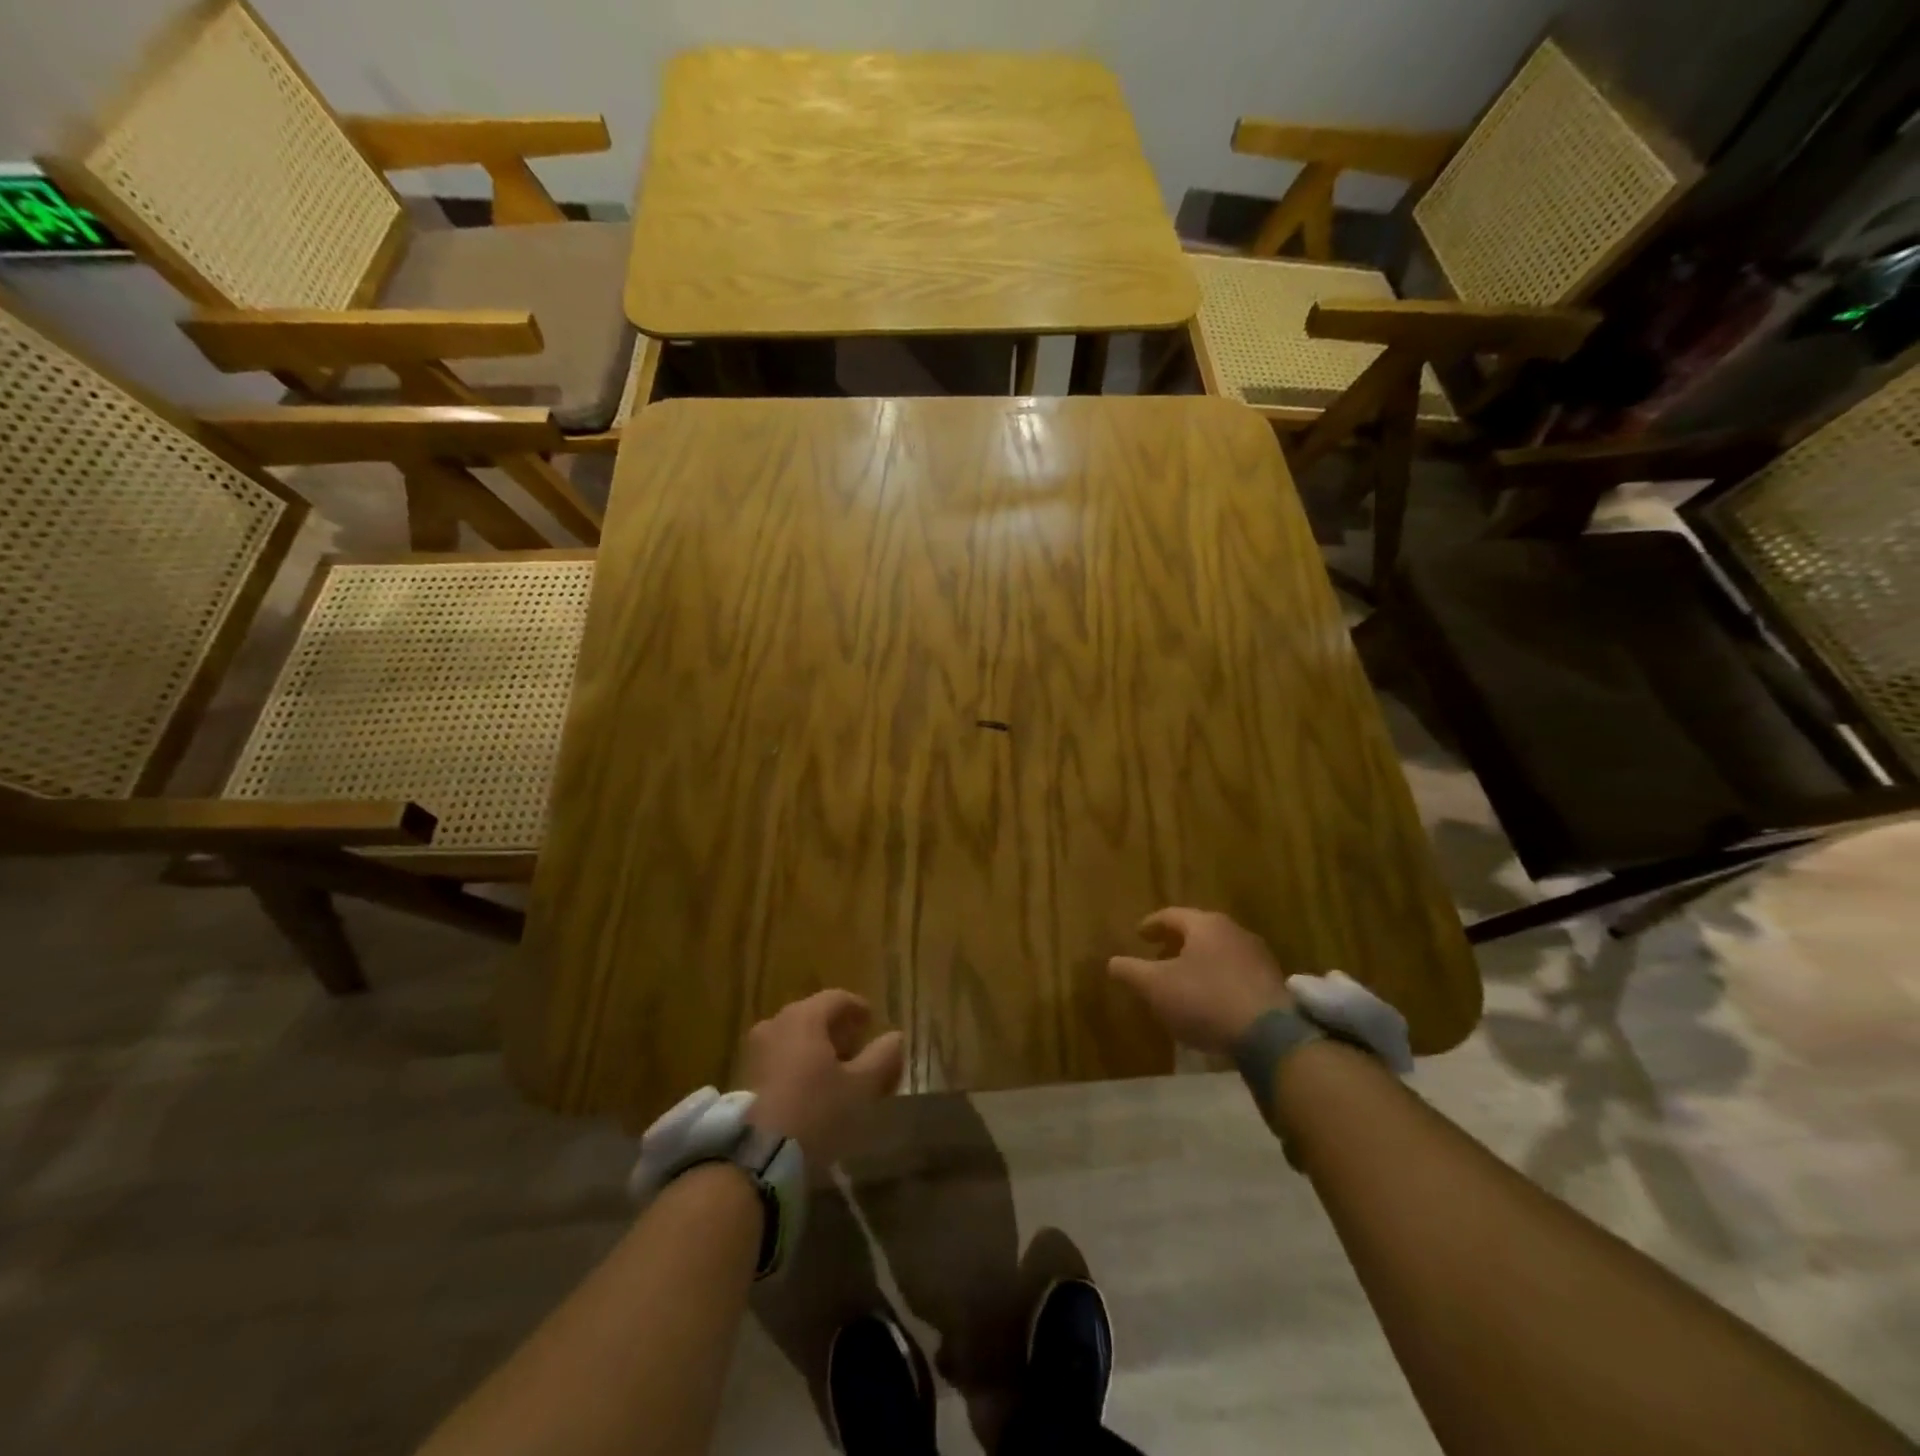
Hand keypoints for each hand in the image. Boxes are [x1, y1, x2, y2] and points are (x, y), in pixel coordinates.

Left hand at [742, 991, 904, 1163]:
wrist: (756, 1159)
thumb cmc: (817, 1112)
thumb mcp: (861, 1087)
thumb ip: (883, 1057)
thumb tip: (895, 1037)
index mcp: (804, 1017)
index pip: (836, 998)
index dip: (857, 1008)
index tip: (871, 1021)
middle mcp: (776, 1024)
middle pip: (813, 1017)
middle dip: (837, 1030)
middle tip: (856, 1049)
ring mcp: (755, 1051)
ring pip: (793, 1039)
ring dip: (815, 1049)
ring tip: (834, 1073)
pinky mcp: (743, 1079)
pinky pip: (778, 1060)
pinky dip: (797, 1065)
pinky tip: (809, 1090)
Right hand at [1108, 908, 1292, 1053]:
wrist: (1269, 1035)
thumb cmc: (1205, 999)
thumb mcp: (1156, 986)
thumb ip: (1131, 971)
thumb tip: (1112, 962)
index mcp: (1205, 925)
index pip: (1171, 915)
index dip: (1152, 925)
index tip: (1139, 935)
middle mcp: (1234, 931)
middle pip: (1198, 931)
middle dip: (1176, 943)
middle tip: (1159, 956)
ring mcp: (1258, 956)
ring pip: (1219, 951)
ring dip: (1199, 962)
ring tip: (1184, 981)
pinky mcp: (1273, 982)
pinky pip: (1236, 972)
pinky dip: (1218, 978)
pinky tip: (1211, 1000)